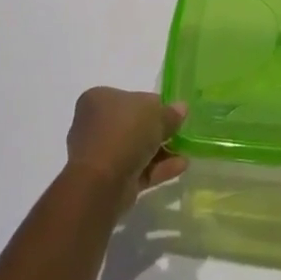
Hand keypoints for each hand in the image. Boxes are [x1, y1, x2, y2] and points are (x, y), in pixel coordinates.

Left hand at [65, 87, 187, 212]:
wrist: (102, 182)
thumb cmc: (125, 133)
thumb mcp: (156, 113)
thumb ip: (170, 112)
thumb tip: (180, 109)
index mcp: (98, 99)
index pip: (131, 98)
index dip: (153, 104)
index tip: (172, 112)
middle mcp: (95, 125)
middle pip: (133, 124)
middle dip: (157, 130)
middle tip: (180, 131)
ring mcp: (100, 155)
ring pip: (136, 149)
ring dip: (161, 150)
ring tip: (185, 151)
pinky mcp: (108, 180)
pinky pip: (137, 169)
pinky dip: (158, 167)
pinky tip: (181, 165)